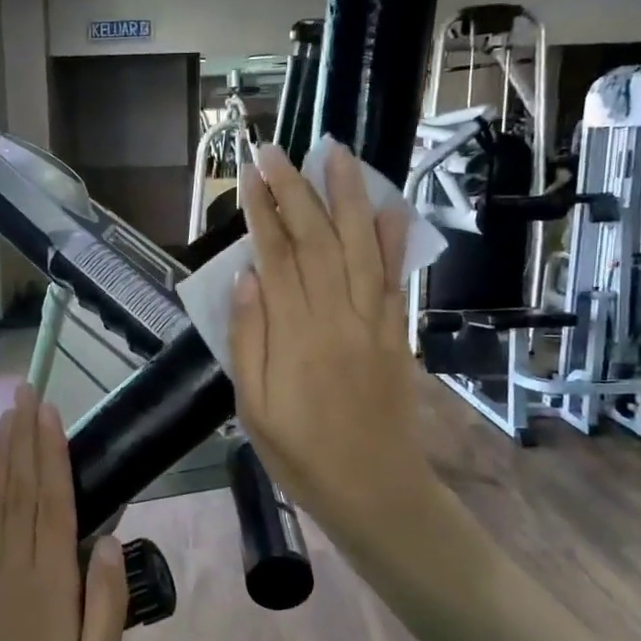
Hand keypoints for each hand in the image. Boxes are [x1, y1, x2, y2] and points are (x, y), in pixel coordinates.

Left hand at [0, 384, 126, 640]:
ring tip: (5, 416)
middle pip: (22, 488)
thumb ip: (105, 602)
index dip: (52, 453)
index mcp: (51, 580)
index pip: (53, 500)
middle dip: (24, 437)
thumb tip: (110, 540)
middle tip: (26, 393)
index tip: (50, 414)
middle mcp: (13, 564)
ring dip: (0, 455)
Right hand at [229, 142, 436, 565]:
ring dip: (348, 197)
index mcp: (294, 335)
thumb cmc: (301, 454)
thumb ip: (248, 341)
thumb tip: (244, 278)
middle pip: (316, 240)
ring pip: (359, 246)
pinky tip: (389, 207)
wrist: (374, 490)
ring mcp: (372, 322)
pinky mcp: (396, 334)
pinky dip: (393, 241)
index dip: (263, 211)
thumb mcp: (253, 409)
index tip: (252, 173)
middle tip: (278, 150)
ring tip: (337, 154)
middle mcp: (335, 316)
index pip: (276, 257)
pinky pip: (394, 279)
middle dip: (295, 190)